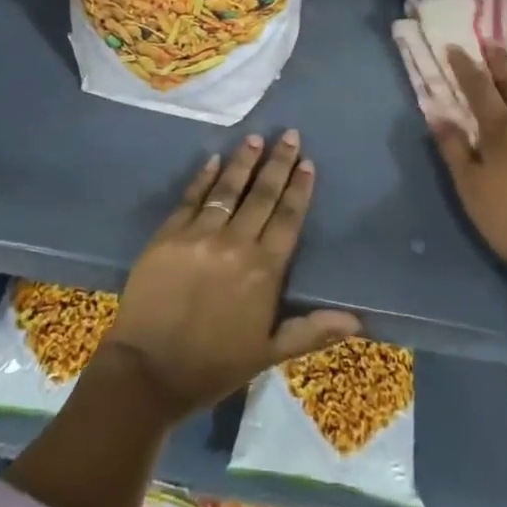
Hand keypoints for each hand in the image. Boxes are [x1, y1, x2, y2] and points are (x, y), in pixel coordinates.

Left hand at [100, 131, 360, 420]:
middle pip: (262, 195)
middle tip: (289, 135)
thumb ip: (311, 331)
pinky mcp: (168, 234)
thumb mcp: (268, 353)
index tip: (307, 163)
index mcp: (264, 271)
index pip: (287, 219)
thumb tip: (357, 321)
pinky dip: (204, 178)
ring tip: (255, 138)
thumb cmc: (214, 366)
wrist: (149, 371)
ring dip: (243, 162)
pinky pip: (191, 198)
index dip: (299, 189)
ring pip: (227, 190)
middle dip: (278, 163)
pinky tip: (213, 160)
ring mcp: (199, 235)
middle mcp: (235, 244)